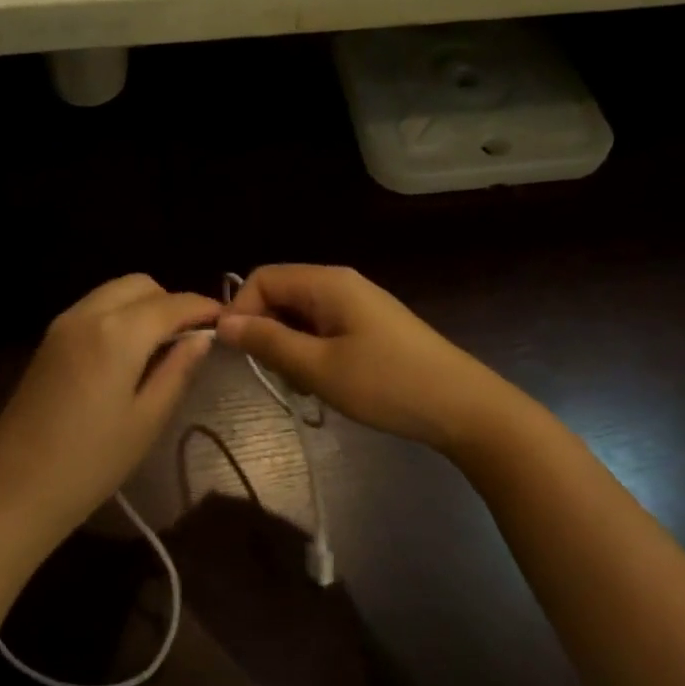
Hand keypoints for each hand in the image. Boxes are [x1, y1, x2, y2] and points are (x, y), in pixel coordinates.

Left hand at [0, 275, 219, 547]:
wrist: (15, 488)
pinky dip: (118, 316)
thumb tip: (203, 337)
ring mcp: (62, 324)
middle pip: (140, 285)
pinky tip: (127, 354)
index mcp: (117, 332)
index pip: (173, 303)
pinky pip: (93, 309)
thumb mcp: (148, 419)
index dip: (203, 308)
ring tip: (161, 347)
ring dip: (144, 306)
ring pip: (114, 292)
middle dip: (171, 302)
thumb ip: (178, 369)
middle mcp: (88, 313)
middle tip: (190, 339)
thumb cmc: (91, 462)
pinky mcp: (48, 340)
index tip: (226, 322)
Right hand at [218, 265, 506, 451]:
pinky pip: (323, 331)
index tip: (237, 353)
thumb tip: (222, 323)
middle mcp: (340, 284)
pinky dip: (313, 354)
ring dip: (290, 349)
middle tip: (280, 375)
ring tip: (308, 384)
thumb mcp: (318, 367)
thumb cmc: (386, 384)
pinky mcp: (369, 327)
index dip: (241, 311)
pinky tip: (328, 383)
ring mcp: (357, 305)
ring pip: (300, 317)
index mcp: (327, 283)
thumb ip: (267, 342)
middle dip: (267, 333)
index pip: (262, 278)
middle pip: (280, 296)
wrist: (462, 407)